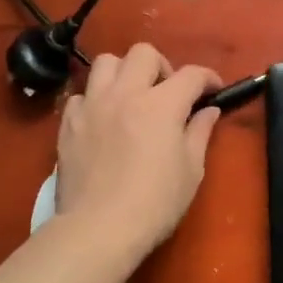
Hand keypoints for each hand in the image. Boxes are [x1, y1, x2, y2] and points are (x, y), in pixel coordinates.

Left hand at [56, 44, 222, 257]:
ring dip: (124, 73)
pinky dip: (95, 99)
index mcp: (161, 105)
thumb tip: (208, 111)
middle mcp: (125, 94)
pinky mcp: (68, 123)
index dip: (208, 78)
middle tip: (168, 93)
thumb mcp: (191, 170)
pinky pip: (81, 94)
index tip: (214, 90)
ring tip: (132, 96)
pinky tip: (103, 119)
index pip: (191, 74)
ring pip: (106, 63)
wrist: (98, 229)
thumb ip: (199, 133)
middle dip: (163, 66)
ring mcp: (92, 105)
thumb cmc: (155, 203)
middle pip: (144, 53)